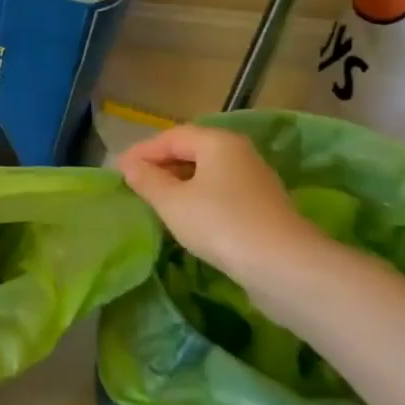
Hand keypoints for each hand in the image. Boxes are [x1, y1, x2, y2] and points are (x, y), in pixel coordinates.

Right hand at [117, 125, 331, 295]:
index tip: (119, 170)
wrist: (285, 267)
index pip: (172, 136)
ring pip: (207, 173)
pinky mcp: (263, 208)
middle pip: (192, 151)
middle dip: (161, 165)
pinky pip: (221, 193)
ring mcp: (255, 181)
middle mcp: (239, 153)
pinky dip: (198, 198)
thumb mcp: (172, 201)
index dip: (143, 151)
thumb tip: (130, 166)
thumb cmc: (220, 224)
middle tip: (135, 183)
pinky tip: (187, 217)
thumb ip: (147, 180)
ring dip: (179, 182)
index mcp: (218, 142)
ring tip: (156, 200)